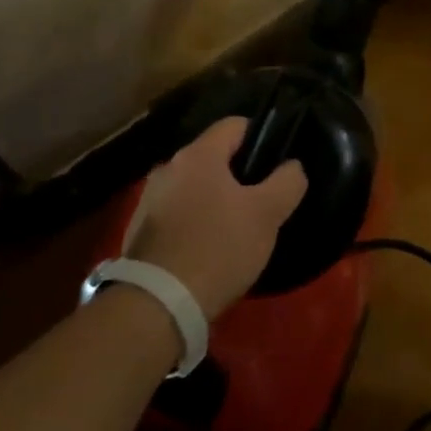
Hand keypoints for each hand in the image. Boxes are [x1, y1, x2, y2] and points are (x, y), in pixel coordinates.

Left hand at [126, 117, 307, 319]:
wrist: (158, 305)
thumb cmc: (219, 248)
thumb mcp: (267, 214)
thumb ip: (287, 182)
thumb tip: (292, 166)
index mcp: (198, 155)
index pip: (235, 124)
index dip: (261, 137)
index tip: (276, 164)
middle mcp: (168, 168)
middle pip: (213, 157)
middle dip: (239, 174)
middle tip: (262, 201)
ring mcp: (148, 199)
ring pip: (194, 187)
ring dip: (215, 200)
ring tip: (236, 229)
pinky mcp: (138, 231)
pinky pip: (177, 214)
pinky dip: (194, 223)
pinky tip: (208, 249)